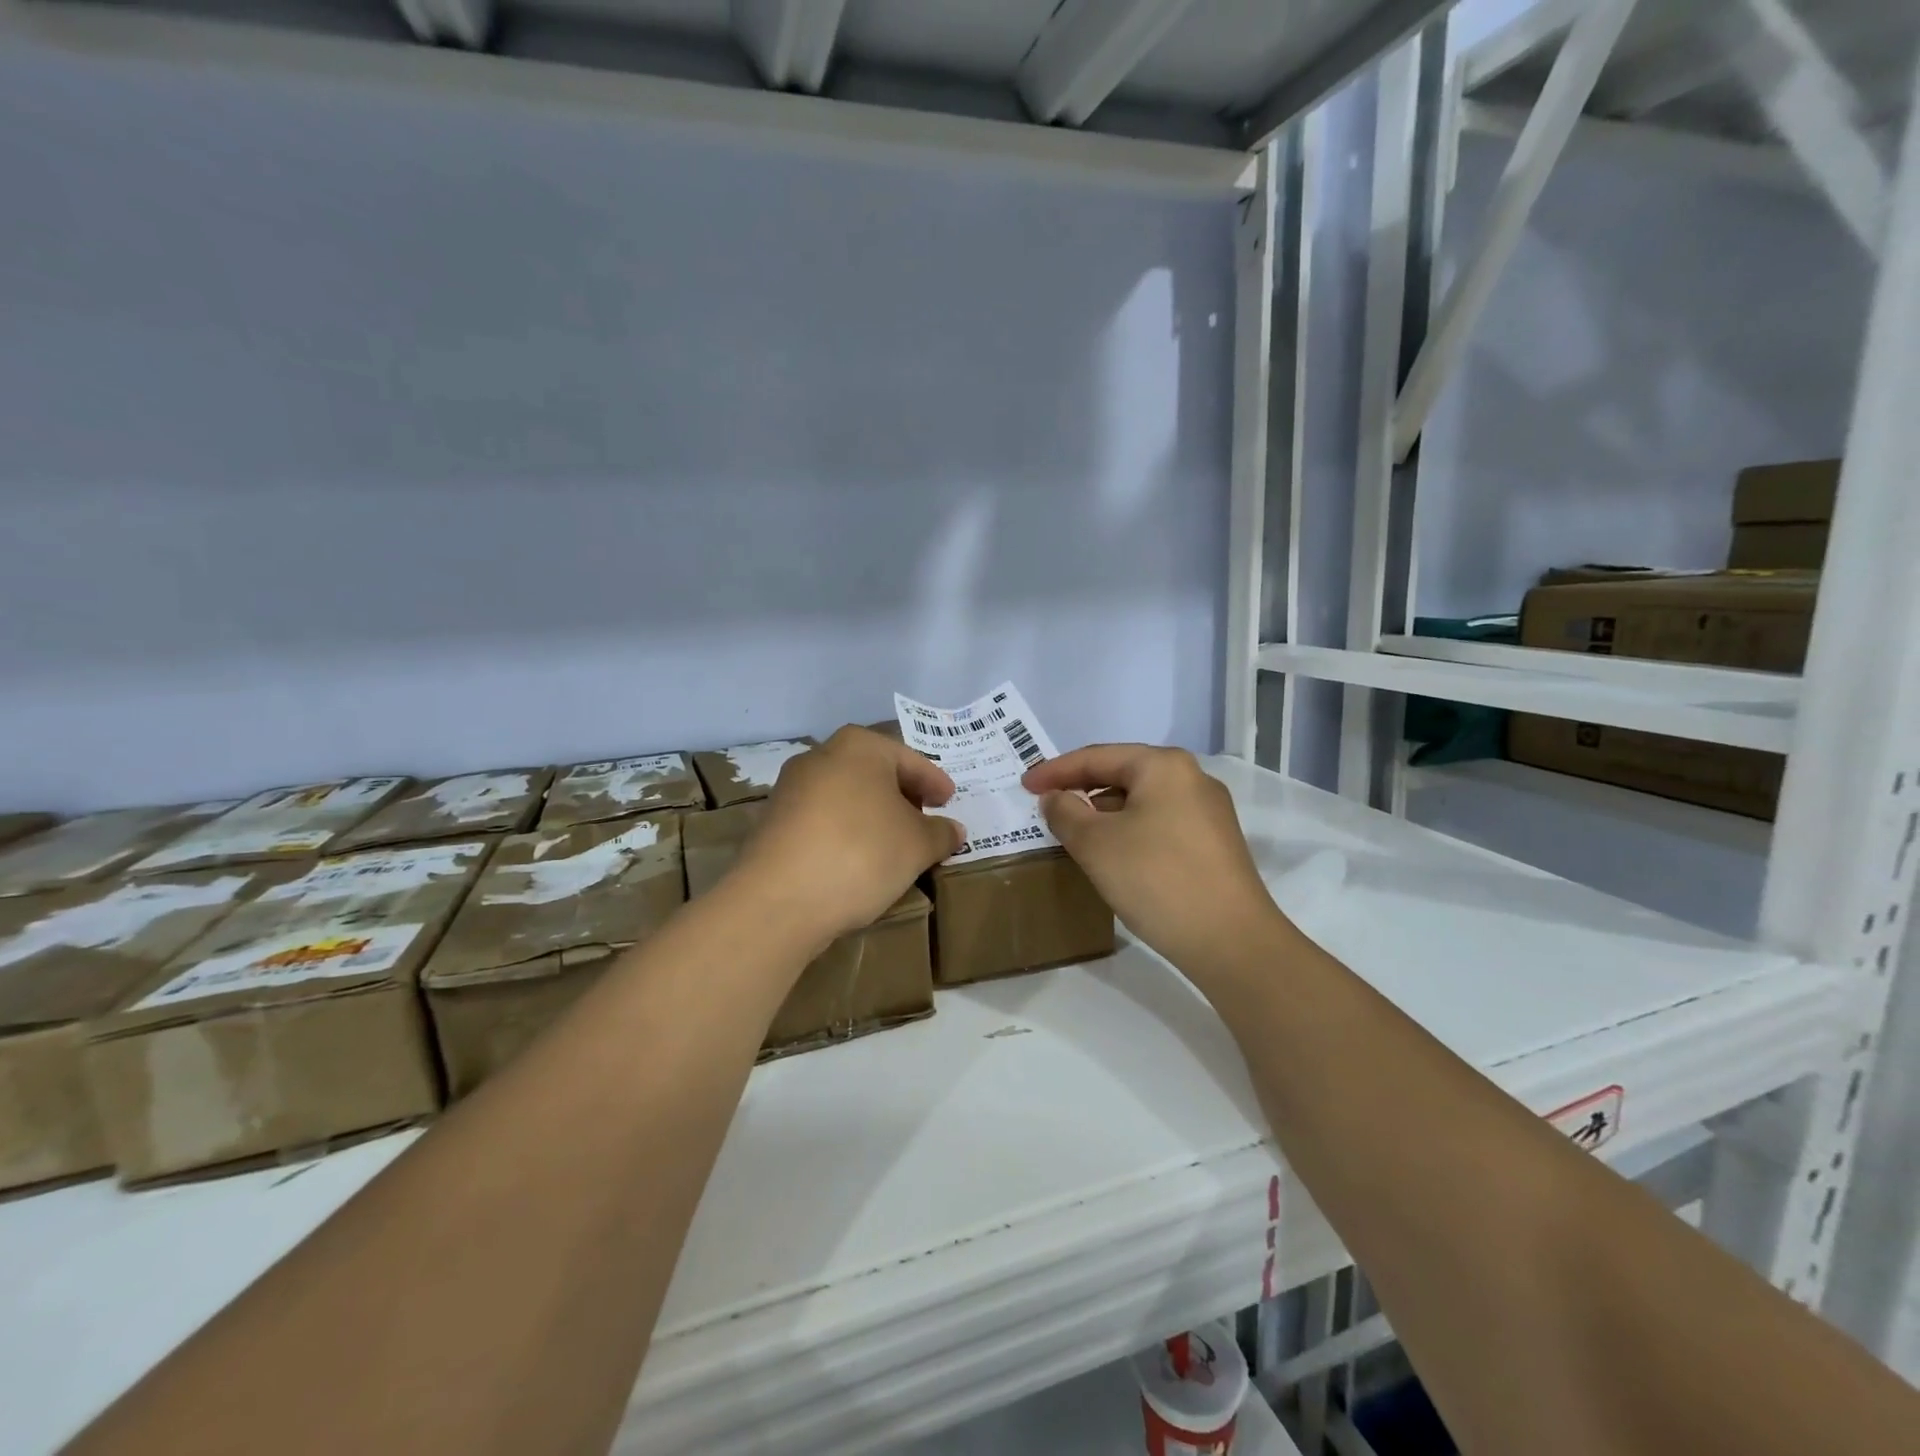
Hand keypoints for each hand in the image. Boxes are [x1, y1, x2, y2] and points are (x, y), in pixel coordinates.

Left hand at [729, 725, 962, 947]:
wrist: (779, 900)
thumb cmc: (861, 853)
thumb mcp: (917, 845)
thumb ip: (940, 833)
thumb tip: (953, 830)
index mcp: (859, 746)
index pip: (909, 760)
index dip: (934, 782)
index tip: (949, 801)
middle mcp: (820, 757)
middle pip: (873, 773)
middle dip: (901, 796)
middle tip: (924, 820)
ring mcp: (790, 789)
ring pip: (846, 796)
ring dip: (872, 816)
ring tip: (893, 844)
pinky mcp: (772, 823)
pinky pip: (822, 820)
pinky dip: (845, 833)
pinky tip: (857, 860)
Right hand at [1022, 745, 1283, 973]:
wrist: (1232, 942)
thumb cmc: (1156, 879)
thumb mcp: (1095, 844)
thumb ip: (1066, 812)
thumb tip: (1056, 798)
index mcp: (1163, 766)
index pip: (1097, 757)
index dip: (1055, 770)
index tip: (1024, 785)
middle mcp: (1191, 778)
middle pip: (1122, 774)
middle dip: (1081, 788)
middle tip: (1046, 805)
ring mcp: (1208, 812)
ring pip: (1141, 800)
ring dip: (1104, 812)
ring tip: (1073, 831)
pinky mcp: (1214, 843)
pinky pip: (1159, 822)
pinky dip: (1128, 830)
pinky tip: (1112, 853)